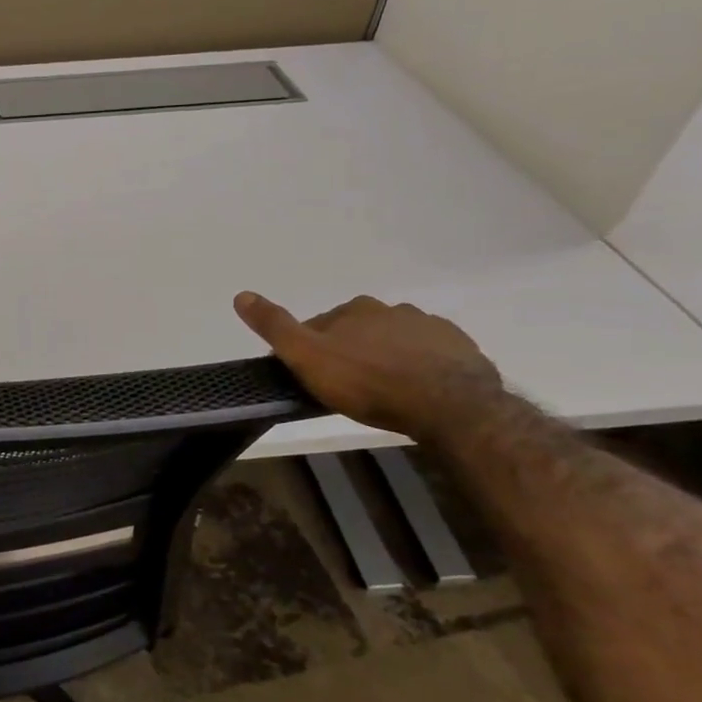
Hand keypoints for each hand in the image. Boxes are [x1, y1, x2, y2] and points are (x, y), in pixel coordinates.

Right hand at [235, 291, 503, 443]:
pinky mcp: (461, 349)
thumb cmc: (368, 382)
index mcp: (353, 309)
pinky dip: (420, 367)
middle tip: (346, 386)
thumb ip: (275, 327)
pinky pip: (431, 355)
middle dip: (350, 350)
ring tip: (382, 391)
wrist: (451, 406)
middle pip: (359, 329)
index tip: (311, 374)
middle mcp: (391, 309)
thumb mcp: (307, 358)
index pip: (321, 324)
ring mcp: (430, 327)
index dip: (311, 348)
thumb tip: (241, 294)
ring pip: (396, 340)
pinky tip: (417, 391)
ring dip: (385, 357)